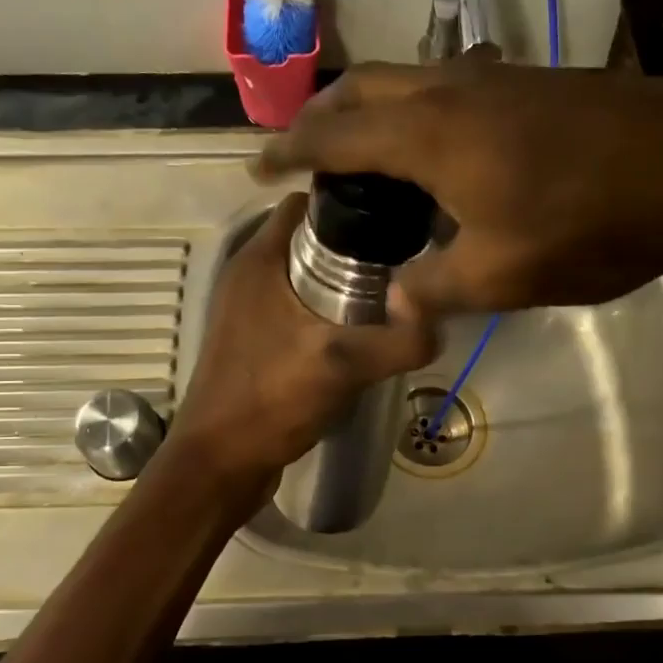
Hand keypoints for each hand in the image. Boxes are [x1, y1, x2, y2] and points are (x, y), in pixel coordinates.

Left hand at [170, 192, 437, 485]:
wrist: (221, 462)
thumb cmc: (272, 401)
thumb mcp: (344, 366)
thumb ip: (400, 340)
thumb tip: (442, 319)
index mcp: (259, 259)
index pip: (308, 202)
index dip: (350, 201)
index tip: (395, 214)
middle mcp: (248, 274)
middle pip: (310, 236)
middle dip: (354, 242)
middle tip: (403, 257)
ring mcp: (247, 307)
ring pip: (303, 272)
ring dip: (341, 277)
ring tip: (389, 291)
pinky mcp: (253, 337)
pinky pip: (295, 303)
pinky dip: (324, 306)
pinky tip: (356, 331)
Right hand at [256, 61, 662, 316]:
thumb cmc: (590, 224)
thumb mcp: (502, 276)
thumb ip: (436, 287)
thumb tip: (397, 299)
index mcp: (429, 133)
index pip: (335, 133)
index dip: (290, 149)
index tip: (259, 167)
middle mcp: (453, 89)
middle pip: (364, 85)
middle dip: (323, 113)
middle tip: (302, 148)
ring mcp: (499, 78)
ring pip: (410, 77)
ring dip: (373, 104)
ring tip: (361, 143)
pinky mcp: (536, 83)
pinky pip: (452, 84)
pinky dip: (419, 106)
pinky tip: (438, 141)